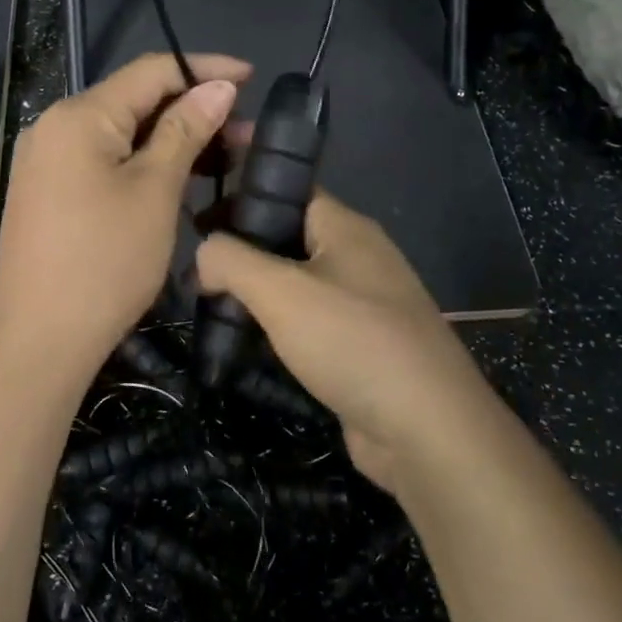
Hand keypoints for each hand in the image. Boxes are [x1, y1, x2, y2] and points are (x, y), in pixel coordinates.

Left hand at [0, 53, 248, 384]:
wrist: (41, 340)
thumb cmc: (106, 261)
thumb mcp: (155, 191)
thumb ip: (186, 130)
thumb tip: (219, 87)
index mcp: (79, 115)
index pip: (151, 71)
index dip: (204, 68)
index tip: (252, 77)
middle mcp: (55, 126)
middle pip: (135, 100)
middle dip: (193, 108)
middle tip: (245, 132)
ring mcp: (47, 160)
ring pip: (121, 132)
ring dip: (172, 138)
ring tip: (224, 156)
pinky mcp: (48, 190)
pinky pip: (103, 158)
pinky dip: (143, 161)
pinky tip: (179, 175)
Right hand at [195, 191, 494, 491]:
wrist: (426, 431)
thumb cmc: (352, 342)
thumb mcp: (280, 291)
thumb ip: (232, 260)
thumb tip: (203, 253)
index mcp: (346, 228)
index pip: (289, 191)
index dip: (244, 192)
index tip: (200, 211)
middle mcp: (359, 257)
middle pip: (289, 237)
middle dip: (242, 247)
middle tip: (195, 264)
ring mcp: (364, 304)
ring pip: (297, 283)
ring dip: (256, 291)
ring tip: (208, 302)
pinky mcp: (361, 347)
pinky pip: (310, 321)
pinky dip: (277, 326)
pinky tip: (245, 341)